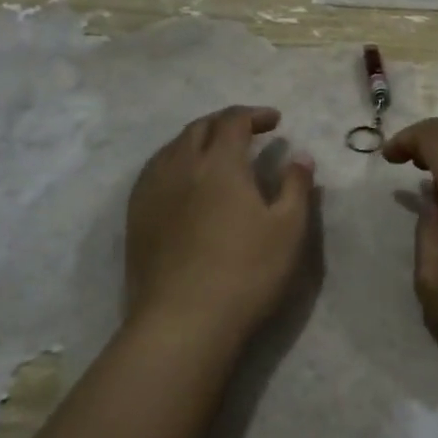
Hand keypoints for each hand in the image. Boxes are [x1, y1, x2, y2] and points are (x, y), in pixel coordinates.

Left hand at [125, 105, 315, 347]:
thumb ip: (296, 186)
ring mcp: (153, 191)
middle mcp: (181, 165)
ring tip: (215, 152)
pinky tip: (183, 181)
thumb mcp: (288, 229)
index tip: (275, 121)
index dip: (255, 114)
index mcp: (219, 162)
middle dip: (225, 122)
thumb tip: (301, 156)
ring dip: (197, 139)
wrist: (183, 323)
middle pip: (200, 127)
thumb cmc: (246, 272)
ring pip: (172, 147)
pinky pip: (154, 171)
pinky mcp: (136, 217)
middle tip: (248, 132)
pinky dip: (174, 161)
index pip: (233, 120)